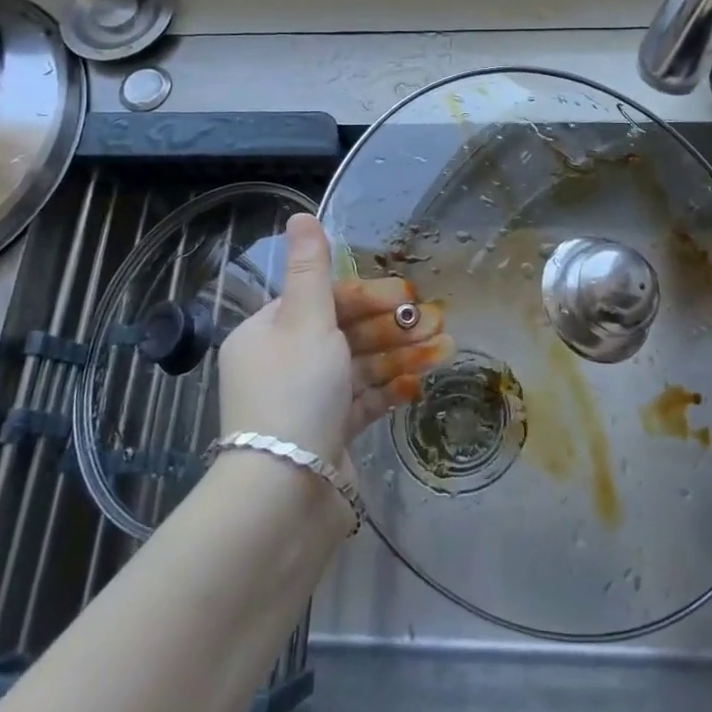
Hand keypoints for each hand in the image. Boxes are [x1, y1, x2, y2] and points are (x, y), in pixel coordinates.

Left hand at [217, 214, 451, 470]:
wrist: (285, 496)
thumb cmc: (296, 393)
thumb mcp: (306, 321)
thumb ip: (311, 269)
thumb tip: (299, 215)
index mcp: (267, 332)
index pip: (324, 300)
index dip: (368, 295)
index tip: (407, 296)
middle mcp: (282, 363)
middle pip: (345, 333)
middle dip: (393, 327)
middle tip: (437, 321)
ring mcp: (306, 401)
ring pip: (359, 366)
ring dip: (401, 355)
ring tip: (445, 349)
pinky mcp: (328, 434)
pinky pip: (362, 401)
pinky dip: (390, 389)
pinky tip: (420, 384)